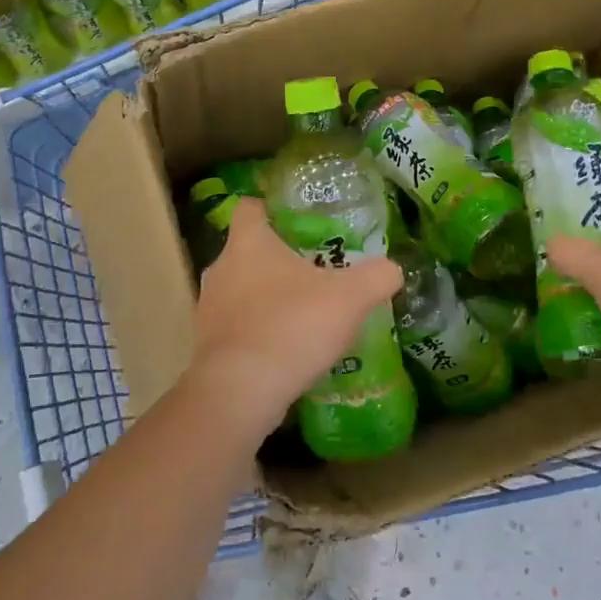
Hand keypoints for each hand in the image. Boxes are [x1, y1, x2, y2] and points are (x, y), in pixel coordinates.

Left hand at [184, 198, 401, 441]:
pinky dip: (259, 332)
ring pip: (241, 291)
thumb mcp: (350, 297)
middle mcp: (221, 269)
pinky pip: (237, 328)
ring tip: (304, 311)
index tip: (297, 218)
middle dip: (278, 258)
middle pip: (247, 251)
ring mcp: (208, 309)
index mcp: (248, 242)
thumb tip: (392, 269)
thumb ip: (376, 277)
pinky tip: (287, 348)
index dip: (272, 208)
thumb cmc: (292, 325)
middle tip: (315, 268)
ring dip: (268, 298)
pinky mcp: (208, 346)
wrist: (240, 392)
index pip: (250, 207)